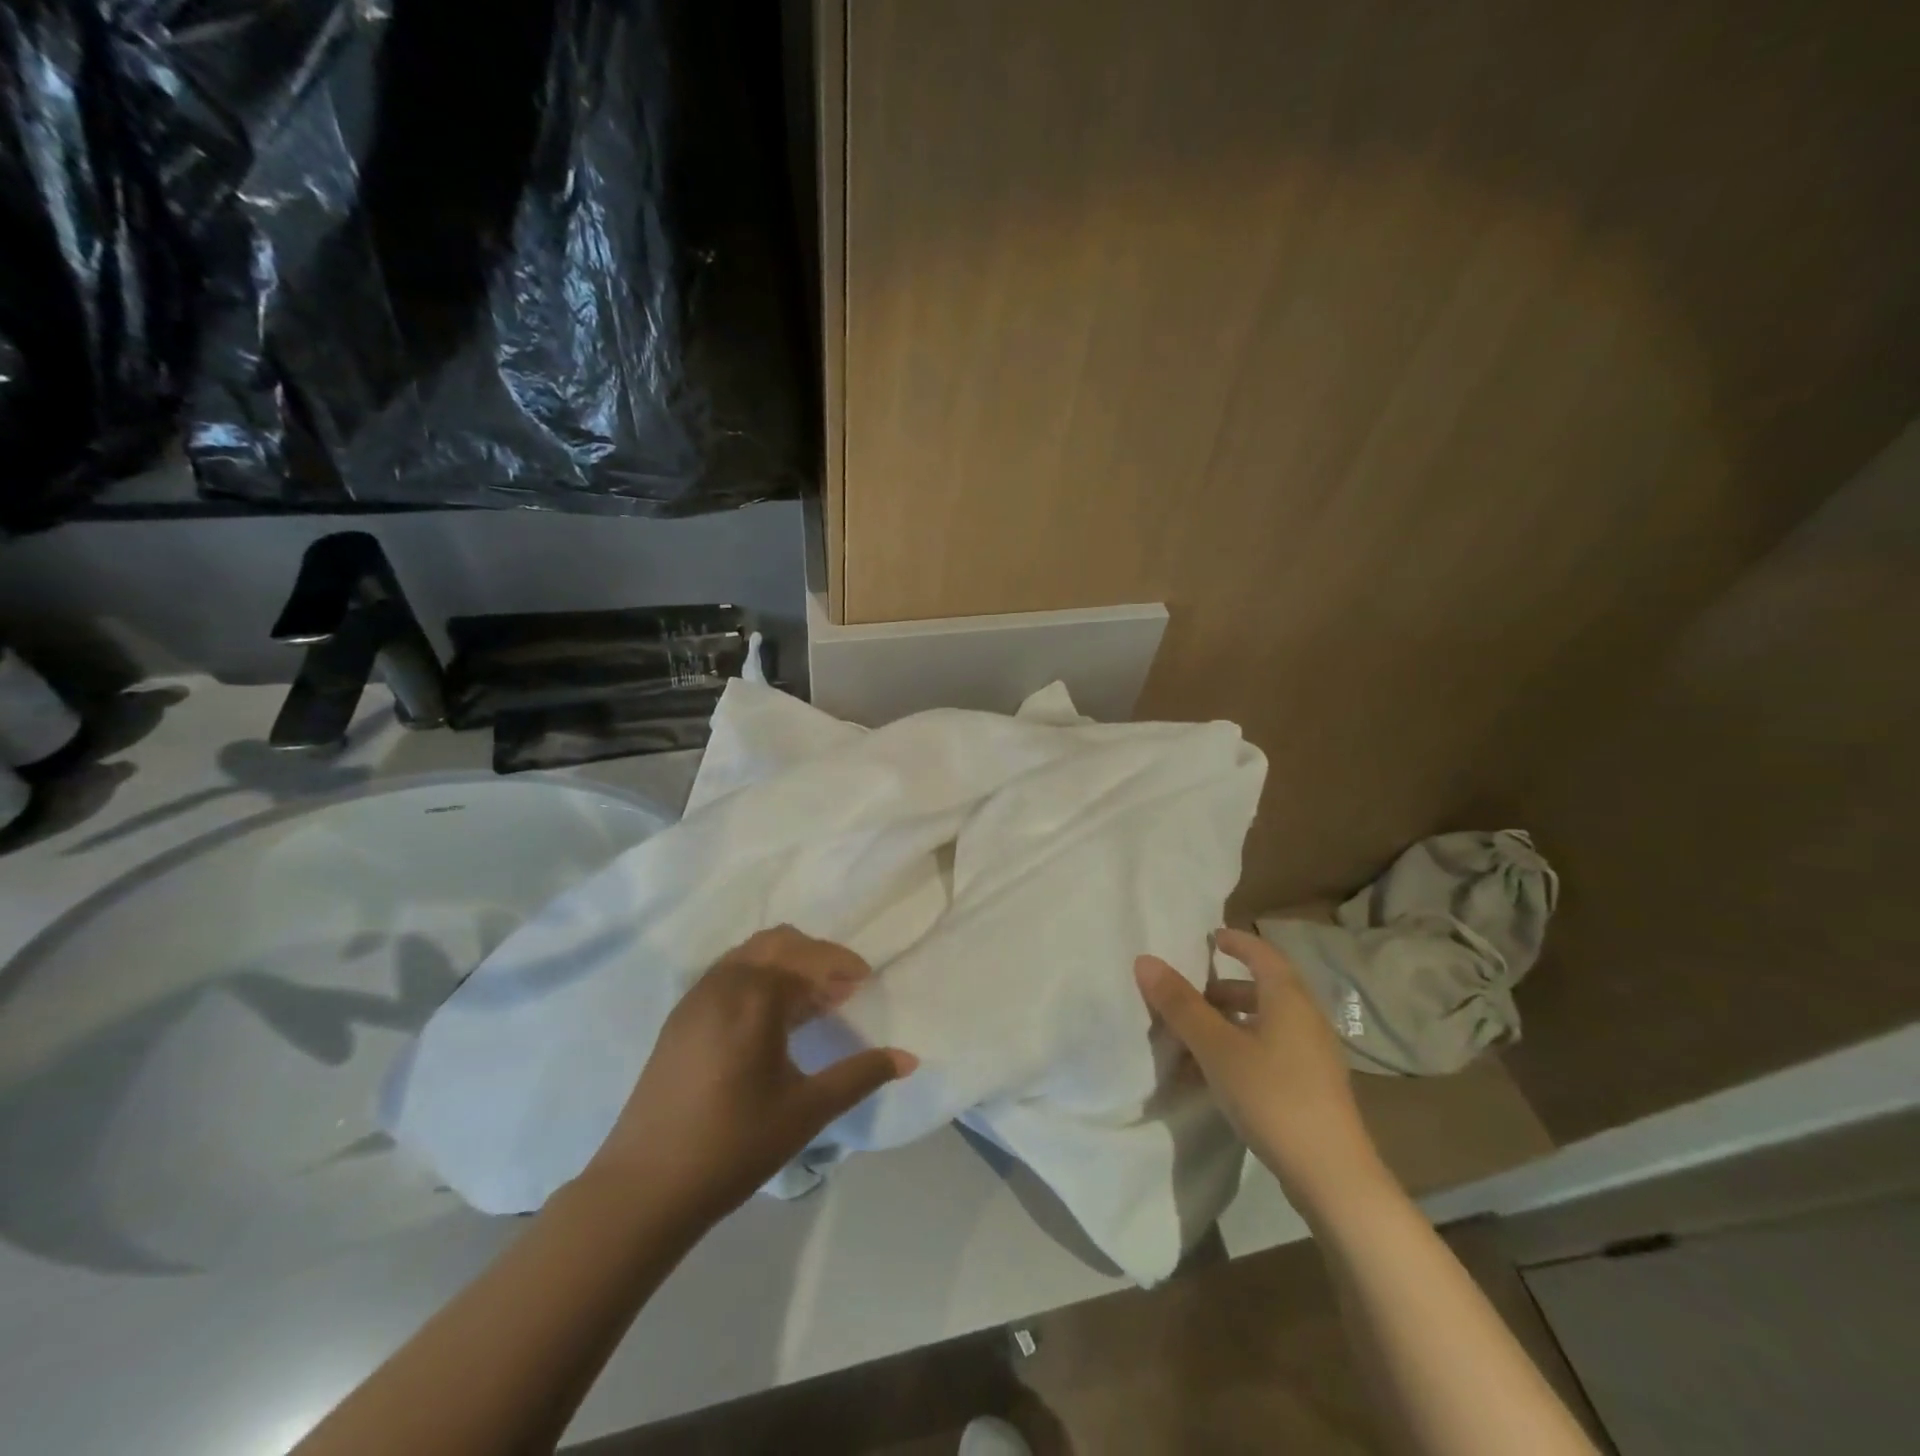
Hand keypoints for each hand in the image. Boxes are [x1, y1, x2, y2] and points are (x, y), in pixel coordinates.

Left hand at [583, 927, 916, 1223]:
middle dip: (815, 957)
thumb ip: (860, 1075)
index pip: (809, 959)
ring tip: (809, 1004)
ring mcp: (696, 997)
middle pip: (778, 942)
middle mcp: (724, 982)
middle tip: (841, 990)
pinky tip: (769, 1022)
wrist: (643, 1188)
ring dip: (785, 965)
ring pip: (749, 955)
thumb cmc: (734, 1145)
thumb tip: (909, 1058)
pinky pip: (728, 975)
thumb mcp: (807, 1110)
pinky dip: (758, 979)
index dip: (842, 965)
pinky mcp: (679, 1018)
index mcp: (755, 995)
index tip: (865, 982)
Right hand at [1135, 928, 1388, 1220]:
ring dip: (1229, 1022)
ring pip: (1265, 1022)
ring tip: (1193, 1038)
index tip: (1209, 938)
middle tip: (1188, 995)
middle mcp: (1306, 1018)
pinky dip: (1241, 1048)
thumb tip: (1145, 960)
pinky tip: (1216, 1075)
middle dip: (1222, 988)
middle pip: (1262, 988)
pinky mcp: (1312, 1086)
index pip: (1262, 953)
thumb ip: (1181, 1005)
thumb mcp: (1217, 1048)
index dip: (1236, 941)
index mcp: (1288, 999)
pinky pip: (1271, 1050)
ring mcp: (1313, 1055)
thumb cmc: (1272, 1097)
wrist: (1333, 1176)